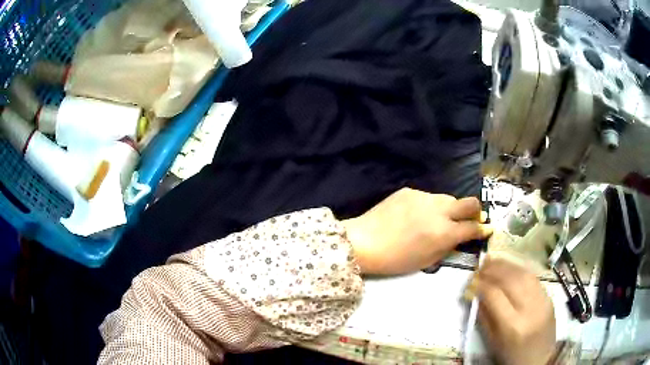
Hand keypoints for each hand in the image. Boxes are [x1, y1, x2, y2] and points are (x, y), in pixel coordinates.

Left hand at [342, 187, 491, 274]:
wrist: (363, 242)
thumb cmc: (396, 259)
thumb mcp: (427, 261)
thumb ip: (449, 246)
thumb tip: (463, 236)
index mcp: (444, 232)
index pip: (473, 227)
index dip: (483, 229)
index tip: (487, 229)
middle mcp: (439, 210)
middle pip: (469, 202)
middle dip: (475, 211)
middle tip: (470, 220)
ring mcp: (424, 197)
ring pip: (448, 198)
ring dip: (449, 209)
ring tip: (437, 220)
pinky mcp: (409, 190)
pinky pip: (428, 197)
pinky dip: (429, 206)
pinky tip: (416, 216)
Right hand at [475, 257, 555, 364]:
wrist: (540, 359)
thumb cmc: (511, 356)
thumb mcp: (492, 342)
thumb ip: (484, 316)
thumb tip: (475, 293)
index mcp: (512, 325)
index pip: (494, 295)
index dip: (480, 285)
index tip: (470, 281)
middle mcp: (529, 308)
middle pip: (510, 279)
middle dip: (493, 269)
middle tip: (480, 266)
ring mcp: (542, 300)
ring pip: (523, 273)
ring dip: (506, 264)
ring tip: (492, 261)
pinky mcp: (549, 296)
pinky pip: (533, 277)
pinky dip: (519, 269)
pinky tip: (510, 267)